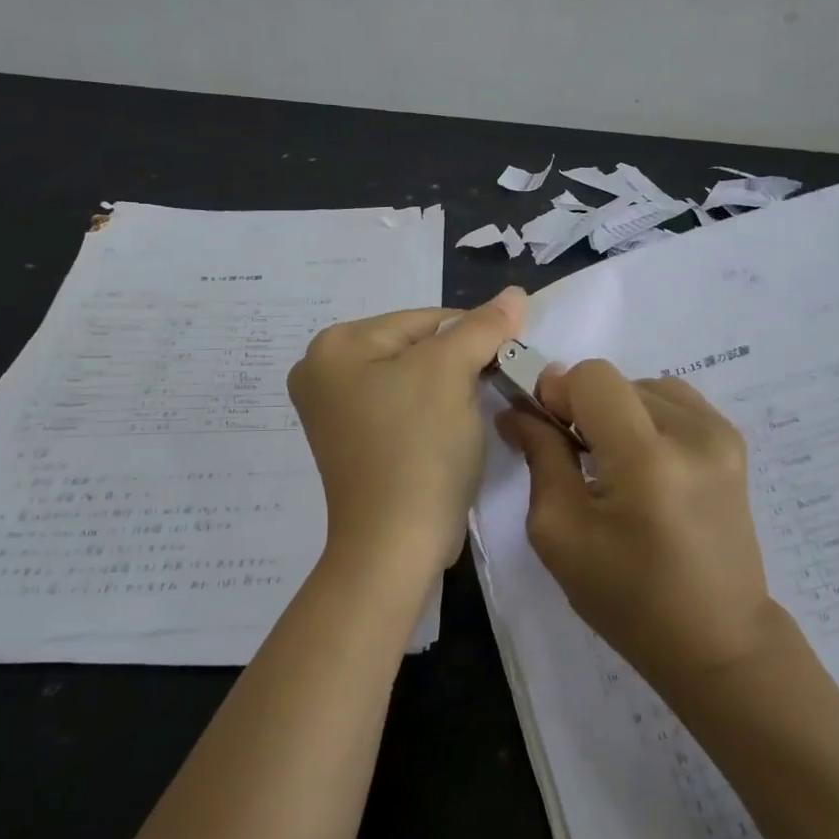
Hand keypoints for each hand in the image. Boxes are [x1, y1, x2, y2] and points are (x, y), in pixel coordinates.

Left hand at [289, 287, 526, 576]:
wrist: (395, 545)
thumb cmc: (418, 447)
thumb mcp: (451, 373)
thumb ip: (483, 327)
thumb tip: (515, 292)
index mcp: (334, 346)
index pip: (423, 319)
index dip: (473, 334)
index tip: (509, 359)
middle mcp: (322, 372)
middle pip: (416, 347)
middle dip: (459, 363)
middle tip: (496, 387)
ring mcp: (335, 411)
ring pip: (413, 379)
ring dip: (451, 388)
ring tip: (475, 412)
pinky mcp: (354, 442)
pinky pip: (403, 408)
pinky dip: (433, 413)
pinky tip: (451, 432)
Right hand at [496, 360, 782, 688]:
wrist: (718, 639)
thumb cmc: (628, 599)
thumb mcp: (560, 534)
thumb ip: (540, 457)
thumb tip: (518, 410)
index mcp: (647, 459)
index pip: (593, 377)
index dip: (558, 391)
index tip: (545, 427)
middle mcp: (693, 432)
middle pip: (616, 380)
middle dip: (583, 406)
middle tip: (575, 455)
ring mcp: (721, 434)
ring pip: (644, 387)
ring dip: (617, 412)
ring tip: (614, 463)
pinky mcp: (734, 443)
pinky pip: (675, 402)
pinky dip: (647, 418)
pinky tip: (645, 463)